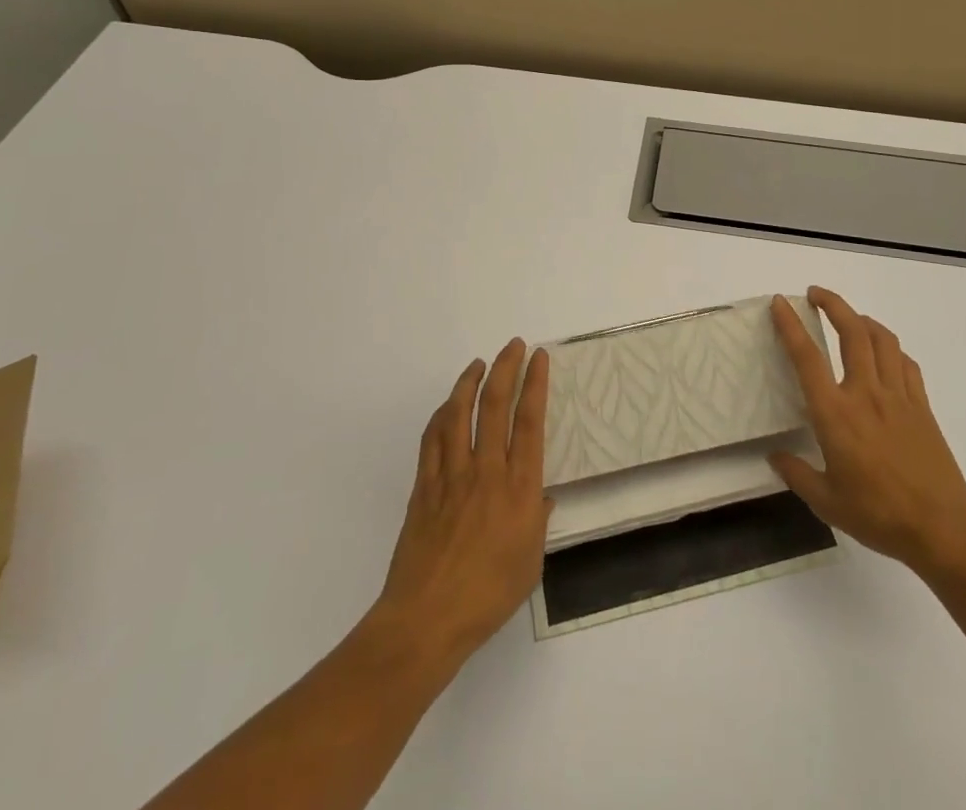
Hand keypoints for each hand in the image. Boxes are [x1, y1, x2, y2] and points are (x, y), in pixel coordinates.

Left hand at [373, 340, 552, 662]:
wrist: (427, 620)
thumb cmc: (488, 597)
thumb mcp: (530, 564)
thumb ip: (537, 522)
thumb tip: (541, 497)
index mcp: (518, 488)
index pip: (529, 422)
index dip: (535, 384)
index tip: (539, 358)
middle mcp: (486, 471)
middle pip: (495, 406)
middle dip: (506, 368)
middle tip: (513, 345)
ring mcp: (451, 476)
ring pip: (459, 414)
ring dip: (469, 382)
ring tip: (479, 364)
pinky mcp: (423, 487)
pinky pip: (432, 439)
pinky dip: (440, 415)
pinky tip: (447, 407)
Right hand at [769, 287, 965, 576]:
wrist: (942, 529)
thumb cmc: (878, 515)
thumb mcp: (826, 503)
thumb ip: (797, 474)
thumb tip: (775, 457)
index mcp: (835, 414)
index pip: (807, 358)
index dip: (791, 326)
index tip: (780, 303)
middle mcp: (865, 394)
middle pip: (851, 332)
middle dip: (833, 304)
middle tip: (815, 294)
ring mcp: (898, 397)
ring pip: (882, 339)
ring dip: (862, 319)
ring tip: (849, 318)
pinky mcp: (922, 406)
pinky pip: (906, 364)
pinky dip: (892, 349)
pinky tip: (885, 355)